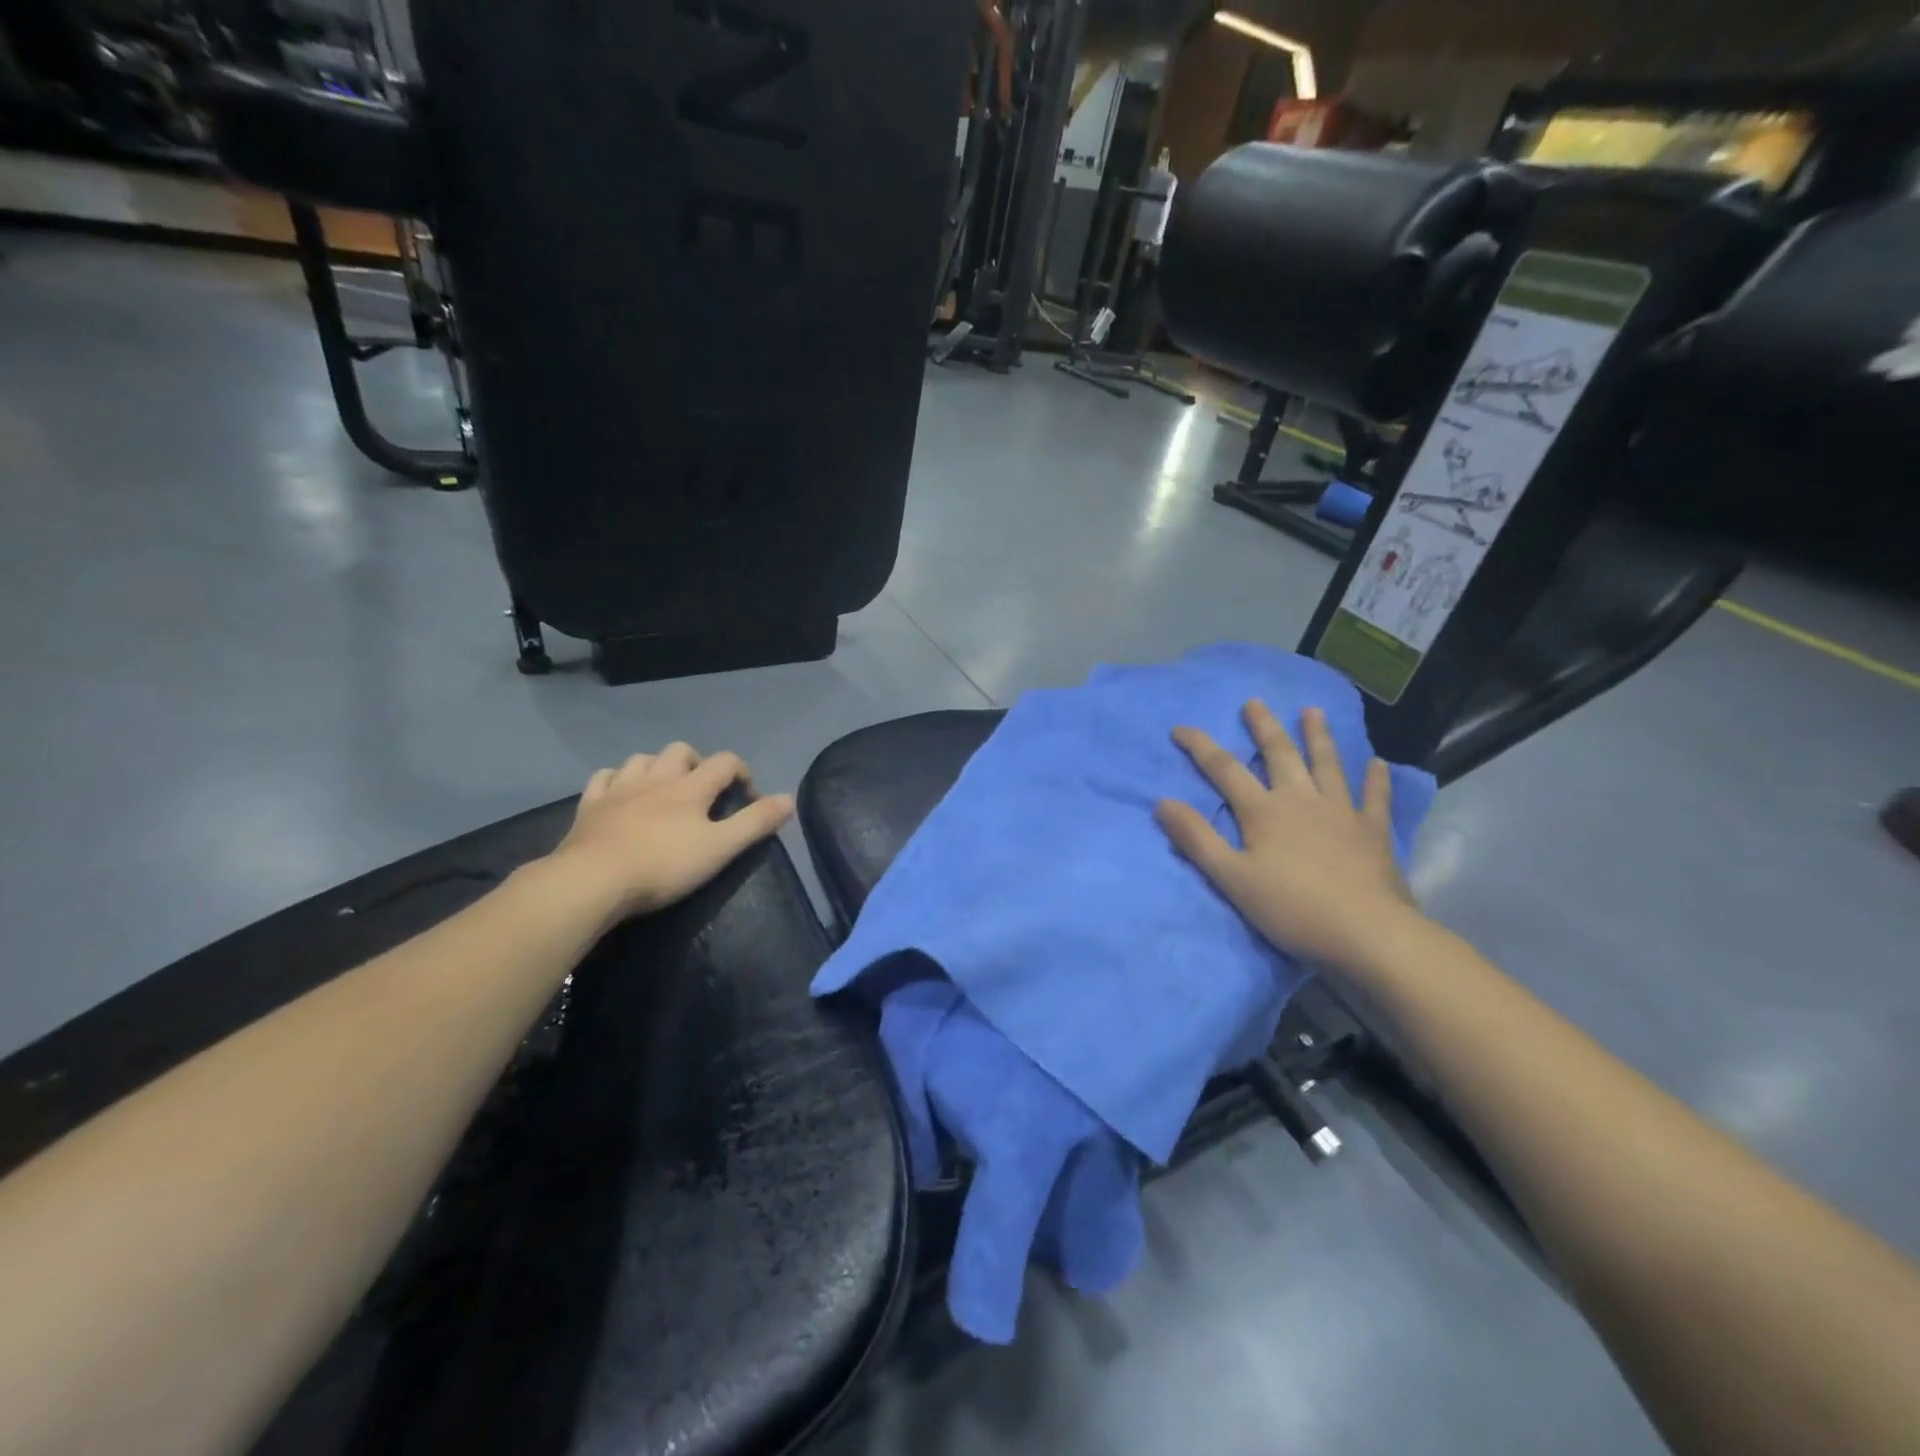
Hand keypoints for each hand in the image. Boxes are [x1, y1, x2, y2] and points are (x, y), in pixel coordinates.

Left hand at [545, 743, 795, 923]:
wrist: (593, 881)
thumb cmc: (664, 866)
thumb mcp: (720, 848)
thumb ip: (756, 823)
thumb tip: (789, 798)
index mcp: (691, 787)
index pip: (725, 762)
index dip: (742, 772)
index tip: (749, 796)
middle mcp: (656, 778)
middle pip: (681, 751)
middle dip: (698, 763)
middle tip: (705, 789)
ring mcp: (619, 789)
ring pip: (642, 759)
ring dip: (658, 766)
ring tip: (664, 788)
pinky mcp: (590, 805)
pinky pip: (604, 777)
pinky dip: (617, 779)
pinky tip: (620, 791)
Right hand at [1155, 701, 1418, 972]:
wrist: (1366, 932)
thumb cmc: (1291, 908)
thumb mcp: (1231, 877)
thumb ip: (1196, 839)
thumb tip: (1162, 802)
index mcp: (1263, 811)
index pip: (1224, 769)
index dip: (1200, 746)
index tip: (1180, 728)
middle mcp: (1301, 800)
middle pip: (1279, 755)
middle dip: (1263, 727)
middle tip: (1254, 702)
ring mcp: (1341, 812)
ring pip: (1326, 764)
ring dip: (1317, 736)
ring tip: (1312, 711)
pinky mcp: (1372, 831)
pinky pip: (1374, 797)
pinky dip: (1375, 779)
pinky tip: (1377, 763)